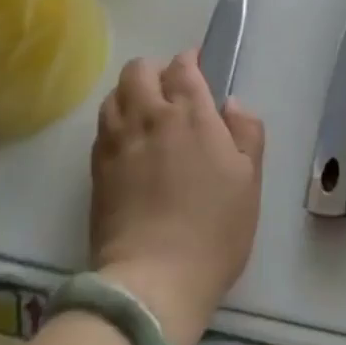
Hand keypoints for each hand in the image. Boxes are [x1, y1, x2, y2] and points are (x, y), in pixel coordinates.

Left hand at [89, 51, 264, 344]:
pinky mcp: (96, 171)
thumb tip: (231, 104)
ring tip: (145, 114)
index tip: (198, 69)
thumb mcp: (250, 181)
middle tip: (171, 91)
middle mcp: (148, 116)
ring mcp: (117, 143)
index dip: (190, 61)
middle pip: (139, 70)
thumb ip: (247, 132)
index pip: (182, 66)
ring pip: (114, 95)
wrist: (152, 283)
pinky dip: (115, 122)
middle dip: (155, 70)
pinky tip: (128, 143)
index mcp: (189, 113)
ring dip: (130, 94)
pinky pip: (102, 128)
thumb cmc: (212, 229)